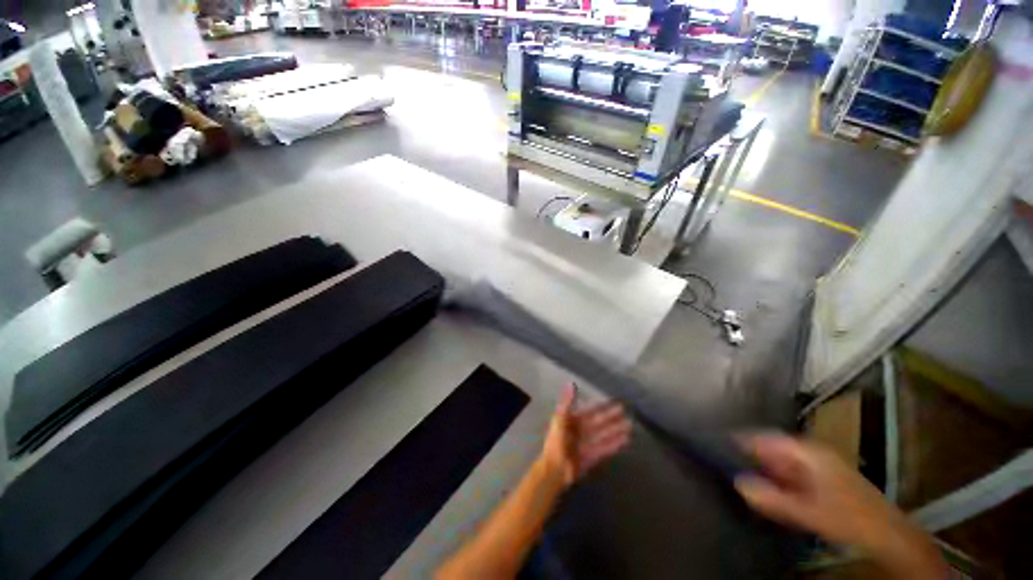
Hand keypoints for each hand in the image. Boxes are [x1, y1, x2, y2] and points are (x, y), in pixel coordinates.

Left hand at [540, 383, 631, 487]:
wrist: (554, 469)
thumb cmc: (556, 441)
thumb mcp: (559, 418)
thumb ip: (567, 402)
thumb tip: (571, 384)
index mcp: (572, 421)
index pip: (589, 411)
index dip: (601, 407)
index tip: (613, 403)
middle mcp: (580, 431)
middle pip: (599, 423)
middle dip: (611, 419)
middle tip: (626, 415)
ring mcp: (586, 445)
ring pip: (603, 436)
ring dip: (615, 431)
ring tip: (629, 427)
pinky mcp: (590, 458)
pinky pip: (604, 449)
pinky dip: (613, 445)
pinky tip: (624, 441)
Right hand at [735, 433, 946, 578]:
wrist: (887, 533)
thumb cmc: (848, 517)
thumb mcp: (808, 511)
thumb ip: (772, 498)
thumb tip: (738, 483)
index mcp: (807, 451)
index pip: (765, 437)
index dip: (742, 439)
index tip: (718, 444)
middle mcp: (810, 451)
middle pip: (771, 448)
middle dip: (751, 457)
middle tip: (728, 466)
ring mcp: (817, 463)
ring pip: (780, 461)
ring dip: (764, 470)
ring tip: (744, 479)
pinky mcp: (821, 477)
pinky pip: (790, 473)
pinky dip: (777, 479)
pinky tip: (771, 492)